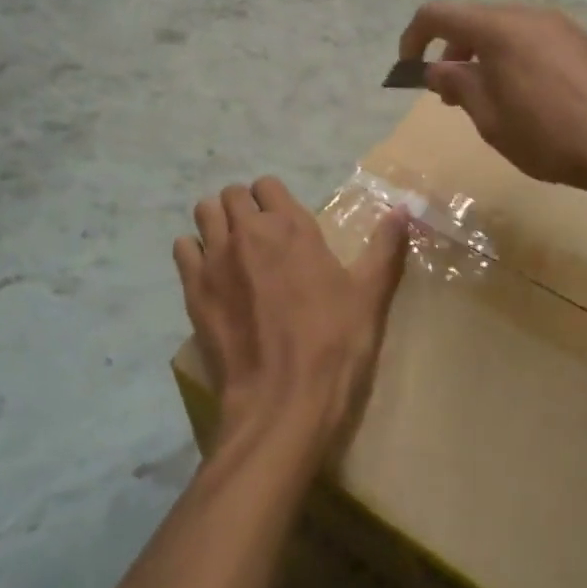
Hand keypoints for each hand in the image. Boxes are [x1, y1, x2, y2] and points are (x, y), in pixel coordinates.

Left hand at [175, 178, 408, 467]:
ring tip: (233, 251)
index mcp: (291, 227)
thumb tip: (404, 210)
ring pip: (204, 213)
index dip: (274, 199)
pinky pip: (183, 249)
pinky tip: (212, 276)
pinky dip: (194, 253)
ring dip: (217, 223)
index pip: (268, 185)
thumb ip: (385, 247)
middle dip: (244, 208)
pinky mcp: (193, 289)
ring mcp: (216, 259)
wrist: (283, 402)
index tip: (284, 222)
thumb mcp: (369, 295)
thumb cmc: (334, 345)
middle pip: (232, 195)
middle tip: (260, 238)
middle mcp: (248, 232)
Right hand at [398, 3, 586, 195]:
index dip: (414, 38)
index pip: (437, 14)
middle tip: (448, 94)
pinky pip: (531, 38)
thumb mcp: (488, 117)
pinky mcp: (580, 40)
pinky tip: (523, 94)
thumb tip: (435, 69)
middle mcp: (527, 14)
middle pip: (472, 19)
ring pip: (503, 28)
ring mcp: (558, 24)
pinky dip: (510, 56)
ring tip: (485, 96)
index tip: (409, 71)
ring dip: (481, 55)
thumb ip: (456, 84)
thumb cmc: (547, 136)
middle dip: (450, 51)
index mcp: (498, 28)